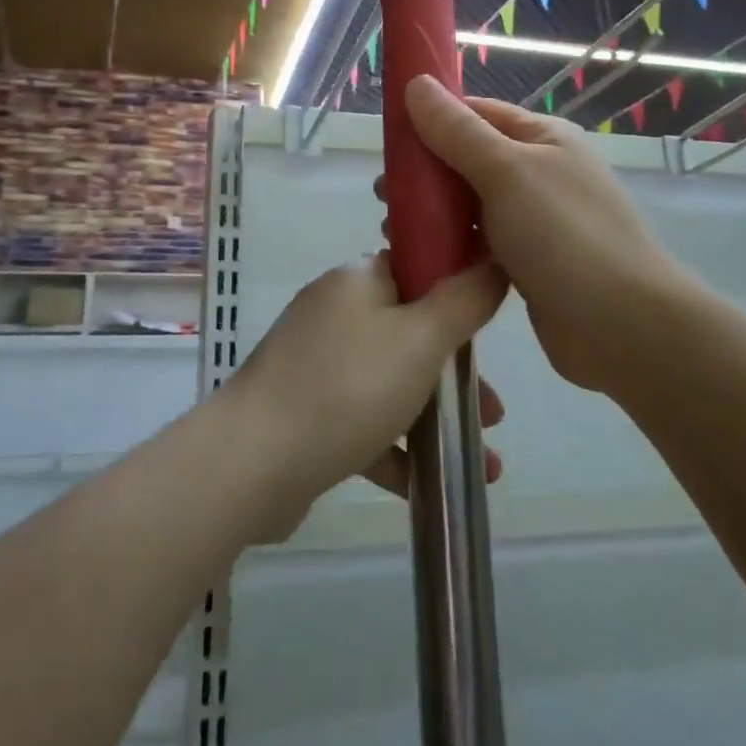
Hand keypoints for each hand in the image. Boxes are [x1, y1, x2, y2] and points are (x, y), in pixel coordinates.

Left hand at [225, 253, 505, 532]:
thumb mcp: (421, 339)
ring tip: (483, 462)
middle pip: (409, 331)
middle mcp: (334, 314)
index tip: (490, 327)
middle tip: (493, 411)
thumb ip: (464, 300)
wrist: (252, 463)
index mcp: (357, 281)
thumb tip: (491, 262)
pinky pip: (363, 421)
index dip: (457, 290)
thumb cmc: (347, 388)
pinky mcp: (305, 412)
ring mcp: (314, 364)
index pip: (416, 267)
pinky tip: (428, 483)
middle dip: (455, 373)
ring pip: (390, 381)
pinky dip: (397, 446)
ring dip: (435, 415)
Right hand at [398, 75, 689, 397]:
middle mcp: (540, 173)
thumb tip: (417, 84)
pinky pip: (480, 243)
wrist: (622, 326)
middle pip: (470, 160)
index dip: (431, 120)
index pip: (476, 113)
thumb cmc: (564, 235)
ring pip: (472, 205)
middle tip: (384, 197)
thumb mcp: (507, 171)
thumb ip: (457, 131)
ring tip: (393, 232)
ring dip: (433, 214)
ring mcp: (536, 220)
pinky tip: (421, 259)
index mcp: (543, 138)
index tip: (389, 142)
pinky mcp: (528, 263)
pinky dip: (452, 246)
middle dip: (426, 174)